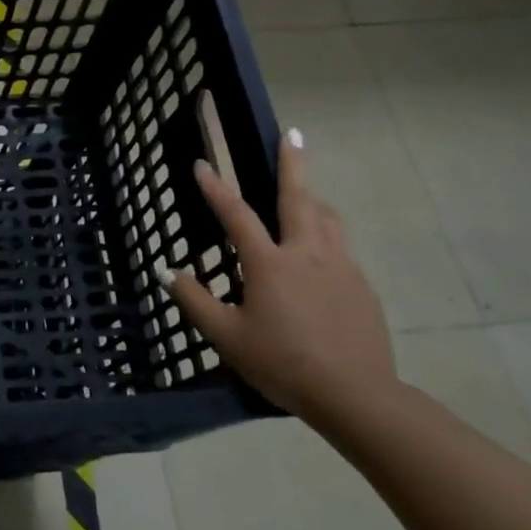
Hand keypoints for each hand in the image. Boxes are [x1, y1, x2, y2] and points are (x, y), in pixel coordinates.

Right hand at [161, 131, 398, 429]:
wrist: (355, 396)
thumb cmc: (283, 363)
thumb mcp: (227, 337)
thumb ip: (195, 301)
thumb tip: (168, 272)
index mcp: (270, 263)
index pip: (237, 215)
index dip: (216, 188)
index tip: (202, 164)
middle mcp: (307, 254)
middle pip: (299, 198)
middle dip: (293, 163)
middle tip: (294, 134)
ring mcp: (341, 268)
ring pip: (328, 219)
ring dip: (314, 198)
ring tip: (308, 190)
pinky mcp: (362, 288)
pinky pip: (342, 248)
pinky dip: (328, 234)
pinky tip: (321, 254)